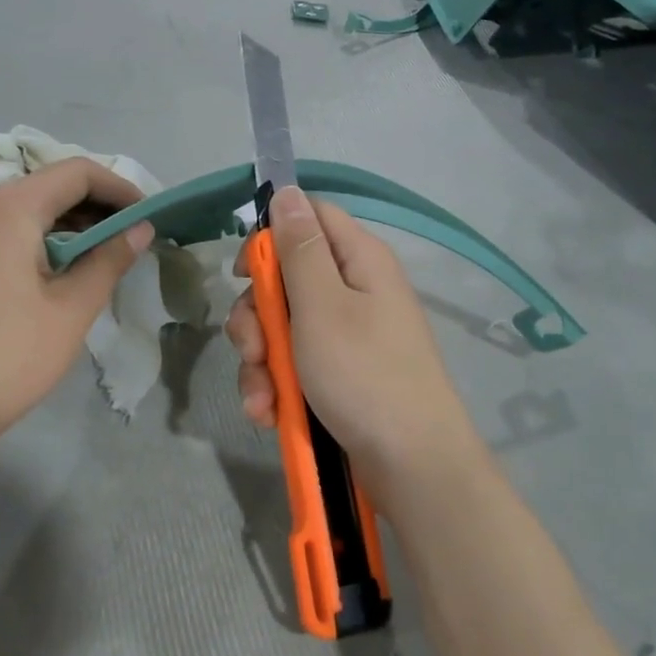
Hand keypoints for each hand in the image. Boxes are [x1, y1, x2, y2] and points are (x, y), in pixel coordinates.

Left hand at [0, 158, 154, 462]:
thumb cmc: (5, 356)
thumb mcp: (70, 310)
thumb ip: (109, 260)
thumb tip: (141, 228)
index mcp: (7, 207)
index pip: (76, 172)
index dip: (119, 188)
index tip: (149, 216)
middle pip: (47, 186)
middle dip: (94, 206)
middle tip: (130, 239)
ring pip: (22, 208)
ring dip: (65, 224)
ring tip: (99, 258)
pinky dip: (35, 239)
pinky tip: (54, 272)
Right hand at [225, 186, 485, 506]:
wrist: (410, 465)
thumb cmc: (364, 374)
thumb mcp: (322, 305)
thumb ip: (300, 248)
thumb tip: (287, 190)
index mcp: (359, 261)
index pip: (309, 218)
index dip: (271, 238)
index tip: (244, 272)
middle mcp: (354, 291)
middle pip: (287, 279)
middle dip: (257, 316)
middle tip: (251, 348)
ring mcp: (347, 335)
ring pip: (283, 328)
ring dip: (260, 361)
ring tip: (262, 398)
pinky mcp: (339, 374)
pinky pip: (295, 365)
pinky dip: (277, 387)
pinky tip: (269, 413)